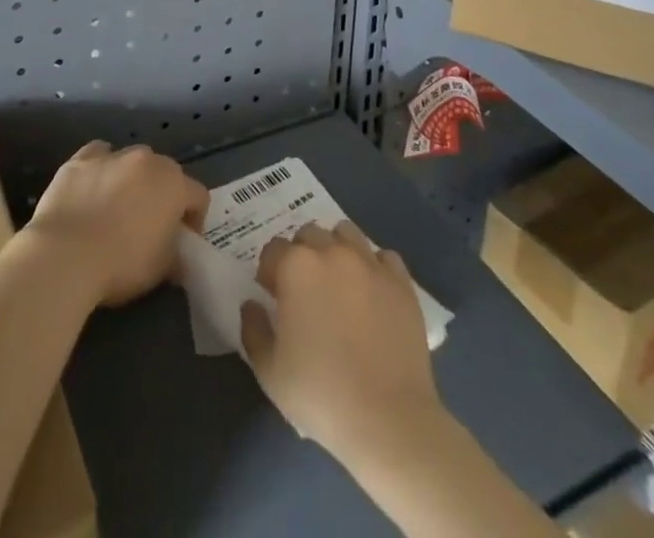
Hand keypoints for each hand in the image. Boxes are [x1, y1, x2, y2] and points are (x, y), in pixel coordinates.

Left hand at [24, 140, 208, 306]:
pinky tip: (93, 189)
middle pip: (165, 174)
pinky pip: (99, 156)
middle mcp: (147, 160)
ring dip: (132, 181)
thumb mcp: (160, 270)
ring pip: (132, 162)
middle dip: (163, 197)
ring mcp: (113, 155)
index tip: (183, 243)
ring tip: (117, 210)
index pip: (198, 196)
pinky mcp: (80, 159)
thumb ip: (175, 256)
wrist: (64, 256)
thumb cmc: (120, 264)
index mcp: (173, 184)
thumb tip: (177, 257)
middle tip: (150, 227)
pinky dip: (101, 169)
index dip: (195, 220)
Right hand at [240, 221, 443, 463]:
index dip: (269, 271)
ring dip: (336, 249)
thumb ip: (253, 329)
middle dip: (301, 254)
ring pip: (346, 234)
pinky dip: (374, 267)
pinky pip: (383, 257)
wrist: (387, 418)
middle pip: (310, 234)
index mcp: (296, 267)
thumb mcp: (269, 371)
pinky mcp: (401, 281)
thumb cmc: (320, 394)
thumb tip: (252, 305)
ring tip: (338, 283)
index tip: (272, 296)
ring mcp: (370, 263)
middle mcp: (332, 252)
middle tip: (304, 289)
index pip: (273, 249)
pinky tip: (372, 293)